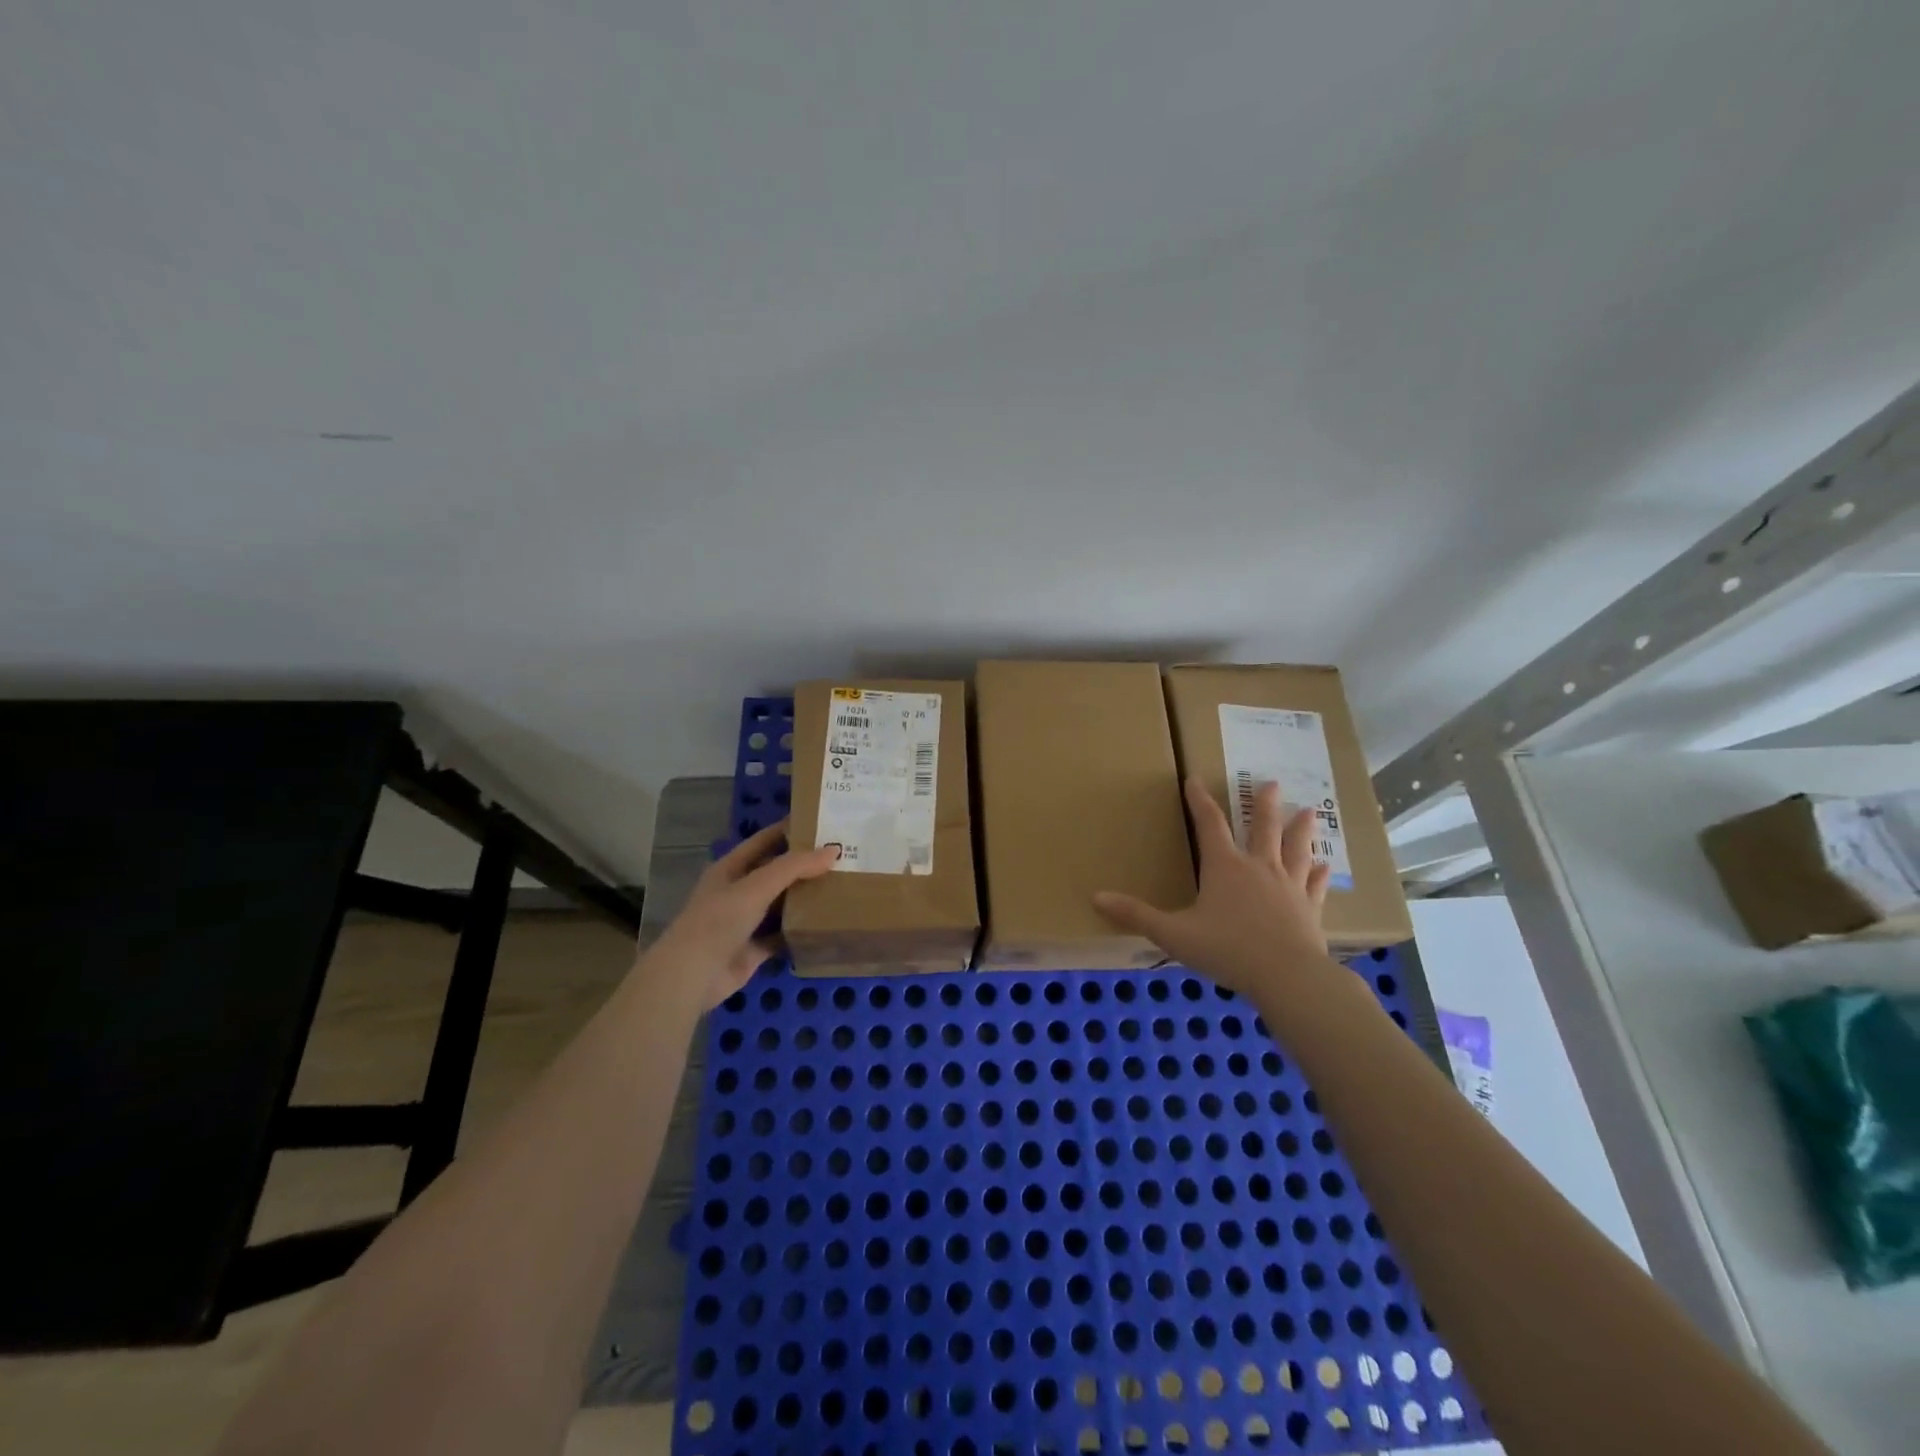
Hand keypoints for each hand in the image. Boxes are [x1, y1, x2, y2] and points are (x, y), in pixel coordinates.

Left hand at [648, 821, 839, 1009]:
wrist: (692, 976)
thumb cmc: (719, 920)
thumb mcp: (756, 886)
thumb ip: (794, 867)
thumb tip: (833, 850)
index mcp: (731, 868)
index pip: (764, 840)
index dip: (789, 829)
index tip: (822, 822)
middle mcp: (739, 891)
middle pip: (777, 872)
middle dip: (805, 865)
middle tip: (842, 855)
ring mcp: (747, 921)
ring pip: (782, 903)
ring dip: (806, 897)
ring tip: (843, 884)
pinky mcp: (756, 948)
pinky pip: (784, 934)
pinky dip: (802, 929)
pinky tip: (828, 922)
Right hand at [1094, 778, 1334, 998]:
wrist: (1288, 977)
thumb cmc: (1227, 950)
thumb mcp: (1173, 934)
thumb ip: (1136, 915)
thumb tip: (1095, 897)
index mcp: (1224, 867)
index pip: (1209, 824)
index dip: (1199, 801)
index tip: (1194, 780)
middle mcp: (1258, 867)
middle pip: (1262, 828)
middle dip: (1264, 804)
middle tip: (1273, 783)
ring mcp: (1288, 887)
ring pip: (1295, 849)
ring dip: (1300, 829)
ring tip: (1308, 811)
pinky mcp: (1308, 909)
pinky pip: (1313, 885)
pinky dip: (1318, 874)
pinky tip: (1325, 866)